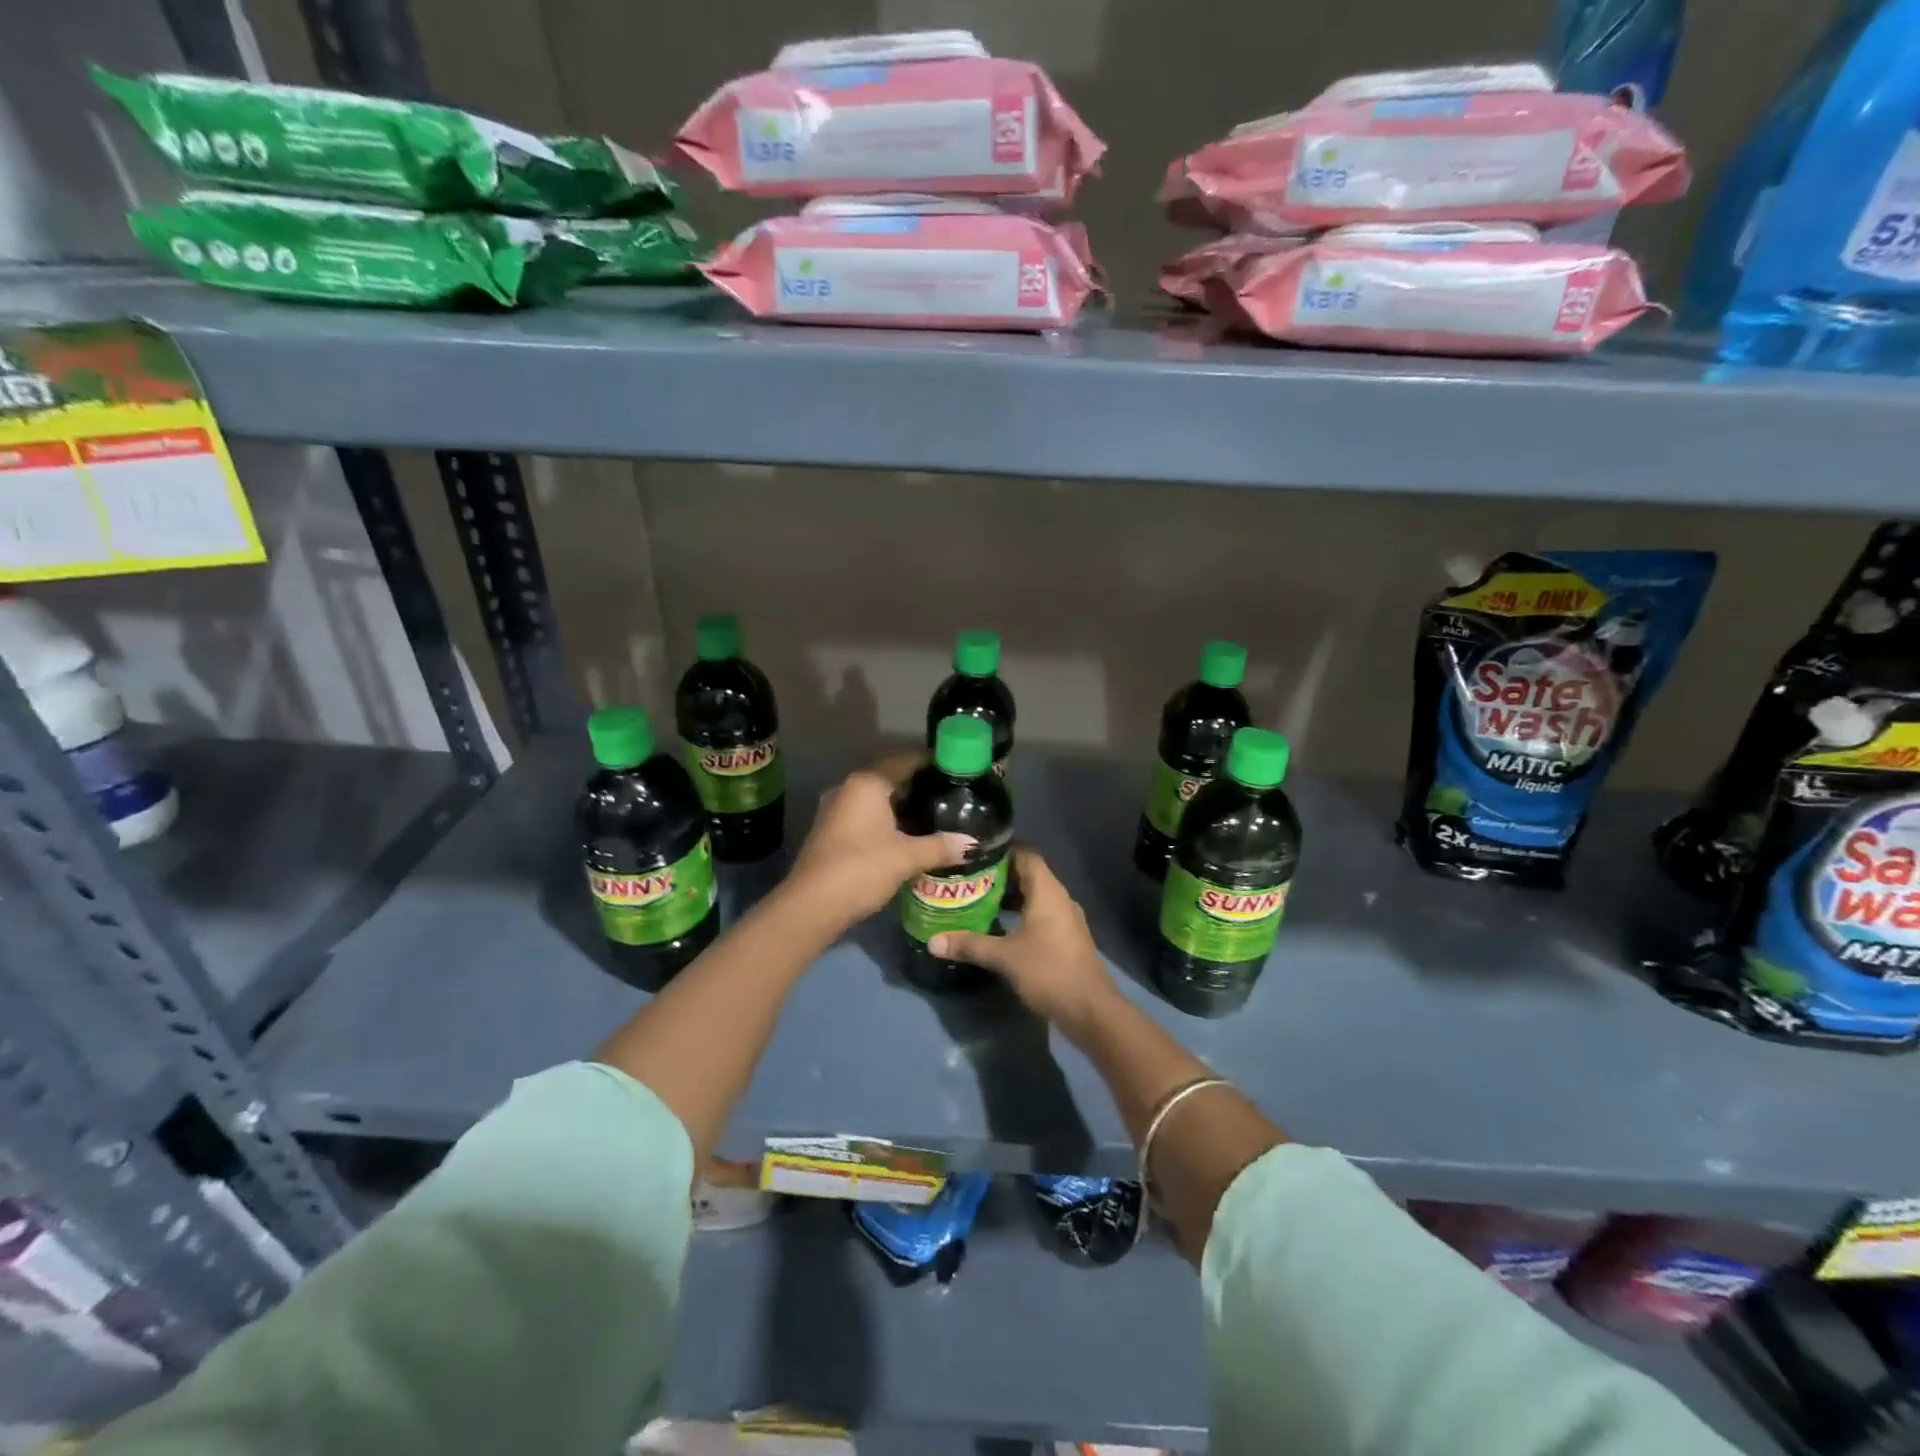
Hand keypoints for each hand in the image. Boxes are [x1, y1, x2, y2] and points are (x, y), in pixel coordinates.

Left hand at [786, 756, 974, 929]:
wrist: (811, 905)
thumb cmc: (862, 868)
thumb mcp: (907, 857)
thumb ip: (940, 846)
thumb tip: (973, 843)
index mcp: (867, 783)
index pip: (904, 760)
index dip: (930, 763)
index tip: (955, 770)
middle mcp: (848, 789)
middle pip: (889, 778)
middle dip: (917, 787)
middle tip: (949, 795)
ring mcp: (835, 810)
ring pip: (876, 800)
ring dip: (900, 806)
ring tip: (932, 816)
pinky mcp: (830, 832)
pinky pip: (864, 816)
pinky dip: (885, 821)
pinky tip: (905, 837)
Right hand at [930, 847, 1118, 1034]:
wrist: (1090, 1010)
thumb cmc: (1048, 972)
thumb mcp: (1004, 957)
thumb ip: (969, 945)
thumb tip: (932, 941)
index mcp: (1048, 892)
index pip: (1027, 855)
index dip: (1003, 851)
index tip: (975, 855)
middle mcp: (1060, 898)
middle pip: (1030, 875)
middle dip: (1000, 876)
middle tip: (969, 879)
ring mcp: (1066, 919)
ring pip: (1035, 897)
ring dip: (1010, 897)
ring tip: (978, 901)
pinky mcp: (1067, 938)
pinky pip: (1041, 915)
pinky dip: (1021, 915)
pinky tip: (999, 928)